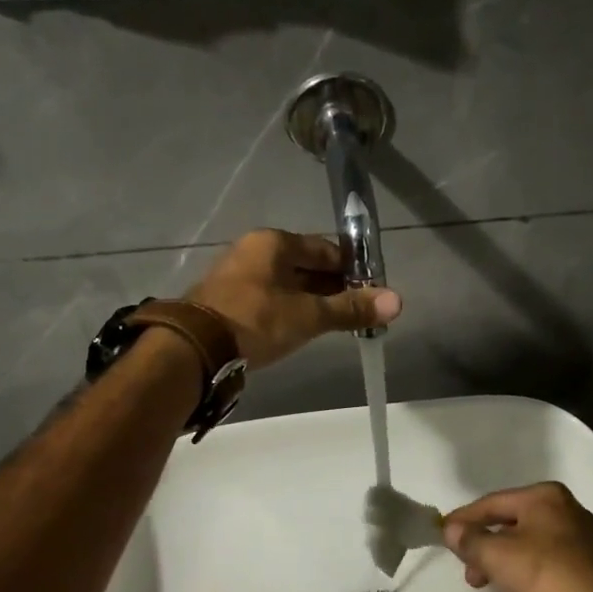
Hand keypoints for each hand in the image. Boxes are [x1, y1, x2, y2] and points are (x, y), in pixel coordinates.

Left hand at [189, 230, 401, 368]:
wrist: (195, 349)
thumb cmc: (256, 321)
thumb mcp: (308, 315)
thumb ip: (351, 308)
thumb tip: (397, 301)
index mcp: (274, 243)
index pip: (325, 249)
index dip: (352, 269)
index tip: (371, 290)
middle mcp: (255, 251)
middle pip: (306, 266)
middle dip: (333, 287)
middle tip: (357, 311)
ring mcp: (238, 276)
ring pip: (287, 284)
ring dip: (312, 301)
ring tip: (336, 323)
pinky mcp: (228, 301)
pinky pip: (270, 299)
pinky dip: (290, 310)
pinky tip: (303, 329)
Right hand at [442, 482, 592, 591]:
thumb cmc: (547, 578)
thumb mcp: (498, 556)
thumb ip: (470, 539)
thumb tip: (451, 529)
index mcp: (546, 497)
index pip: (493, 502)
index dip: (464, 518)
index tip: (441, 534)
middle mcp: (567, 511)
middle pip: (511, 522)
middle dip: (484, 544)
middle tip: (467, 569)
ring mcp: (582, 541)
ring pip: (528, 545)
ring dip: (502, 562)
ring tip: (486, 584)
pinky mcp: (589, 570)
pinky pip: (546, 565)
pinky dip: (526, 574)